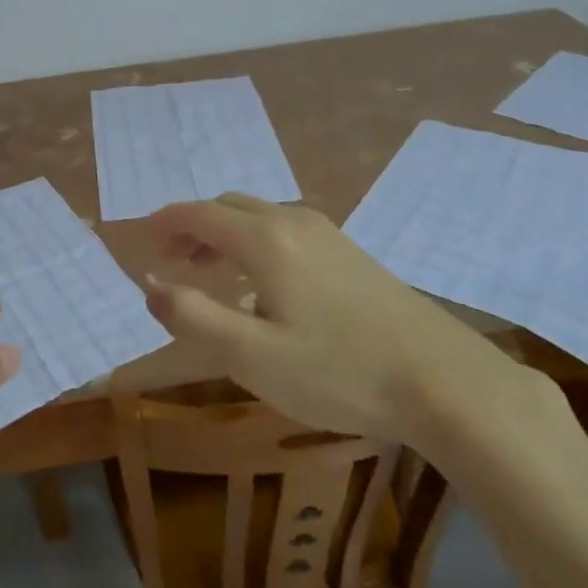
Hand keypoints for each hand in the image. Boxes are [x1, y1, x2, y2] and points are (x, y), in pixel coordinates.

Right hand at [145, 194, 523, 452]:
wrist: (444, 380)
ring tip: (210, 275)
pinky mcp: (351, 252)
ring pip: (259, 217)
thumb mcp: (252, 357)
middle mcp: (292, 221)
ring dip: (225, 236)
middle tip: (172, 264)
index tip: (142, 242)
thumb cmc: (339, 371)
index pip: (198, 213)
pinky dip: (256, 244)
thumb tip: (151, 287)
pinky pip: (286, 231)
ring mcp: (328, 233)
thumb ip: (194, 317)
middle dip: (193, 228)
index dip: (165, 223)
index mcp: (264, 239)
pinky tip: (265, 288)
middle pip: (227, 208)